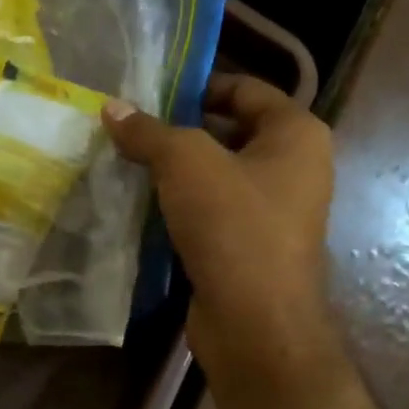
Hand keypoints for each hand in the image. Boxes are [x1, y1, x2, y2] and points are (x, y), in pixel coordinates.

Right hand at [103, 74, 336, 395]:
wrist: (255, 323)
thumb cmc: (233, 226)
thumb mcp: (185, 163)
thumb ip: (148, 131)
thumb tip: (112, 108)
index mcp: (296, 134)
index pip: (245, 88)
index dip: (197, 85)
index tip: (148, 94)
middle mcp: (293, 167)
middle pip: (228, 131)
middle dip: (178, 130)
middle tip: (128, 130)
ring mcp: (273, 211)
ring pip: (216, 175)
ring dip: (174, 171)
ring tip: (125, 163)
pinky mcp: (250, 246)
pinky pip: (211, 211)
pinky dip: (179, 206)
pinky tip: (139, 205)